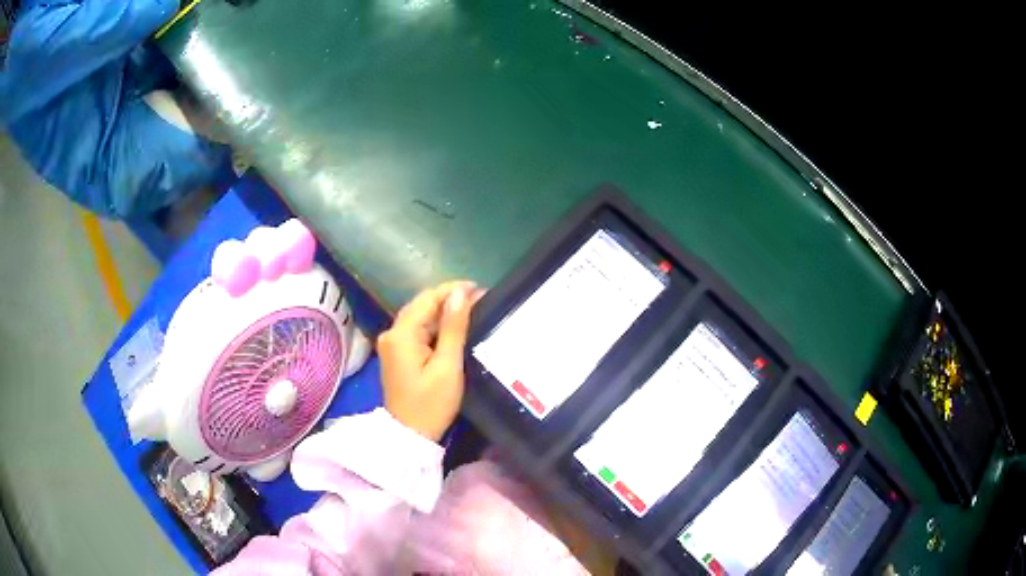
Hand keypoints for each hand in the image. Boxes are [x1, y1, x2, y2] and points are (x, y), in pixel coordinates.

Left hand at [377, 281, 484, 441]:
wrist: (410, 436)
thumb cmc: (431, 404)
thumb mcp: (447, 366)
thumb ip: (453, 328)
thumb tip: (460, 293)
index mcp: (401, 333)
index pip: (428, 298)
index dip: (453, 290)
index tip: (481, 290)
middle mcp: (392, 332)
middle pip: (422, 305)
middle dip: (450, 299)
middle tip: (481, 300)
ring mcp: (392, 343)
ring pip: (420, 317)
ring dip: (444, 313)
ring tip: (473, 311)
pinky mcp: (397, 353)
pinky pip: (417, 330)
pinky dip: (435, 327)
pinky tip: (454, 329)